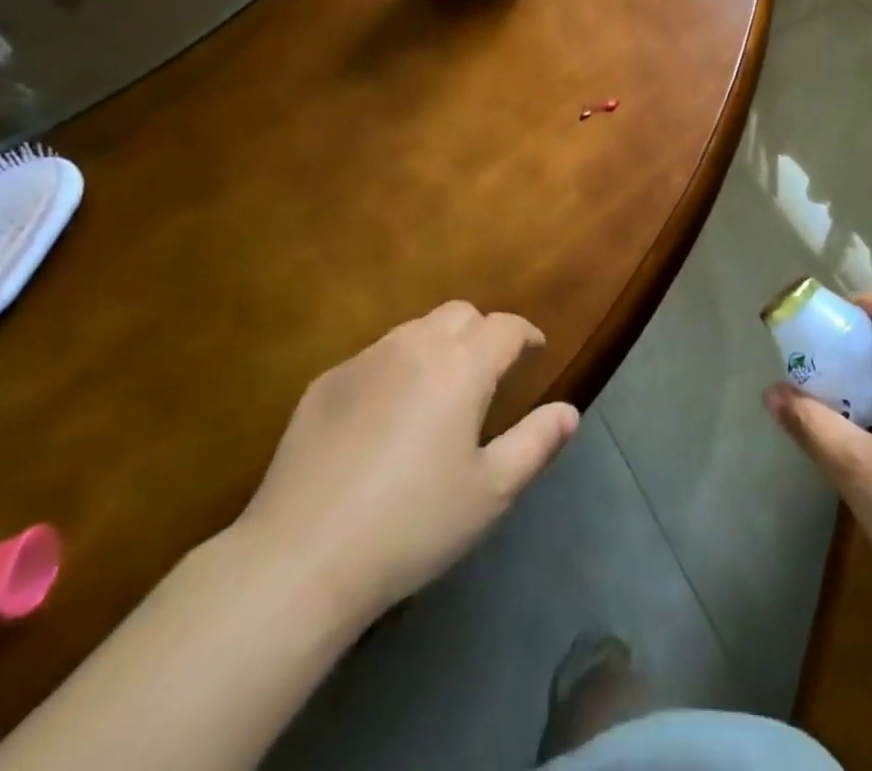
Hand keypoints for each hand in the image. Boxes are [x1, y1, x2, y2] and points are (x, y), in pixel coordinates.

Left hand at [232, 301, 579, 624]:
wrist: (302, 558)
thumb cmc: (411, 525)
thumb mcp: (490, 492)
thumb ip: (536, 443)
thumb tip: (569, 411)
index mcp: (461, 366)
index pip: (505, 327)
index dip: (526, 335)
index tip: (535, 352)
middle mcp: (414, 346)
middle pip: (460, 314)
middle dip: (483, 332)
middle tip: (489, 373)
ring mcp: (364, 360)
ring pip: (415, 330)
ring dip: (438, 346)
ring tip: (440, 391)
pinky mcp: (325, 383)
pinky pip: (375, 357)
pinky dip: (396, 369)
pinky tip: (385, 419)